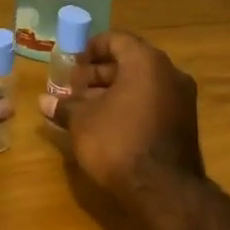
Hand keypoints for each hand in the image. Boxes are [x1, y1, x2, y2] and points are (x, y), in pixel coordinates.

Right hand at [40, 30, 203, 196]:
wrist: (163, 190)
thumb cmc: (117, 142)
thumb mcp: (82, 122)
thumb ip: (64, 106)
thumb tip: (44, 101)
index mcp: (146, 62)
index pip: (116, 40)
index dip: (90, 48)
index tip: (71, 63)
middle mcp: (170, 73)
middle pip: (130, 61)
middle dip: (99, 73)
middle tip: (74, 88)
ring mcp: (182, 99)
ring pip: (142, 84)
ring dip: (113, 91)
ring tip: (86, 108)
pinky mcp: (185, 123)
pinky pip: (153, 102)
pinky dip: (130, 105)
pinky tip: (108, 124)